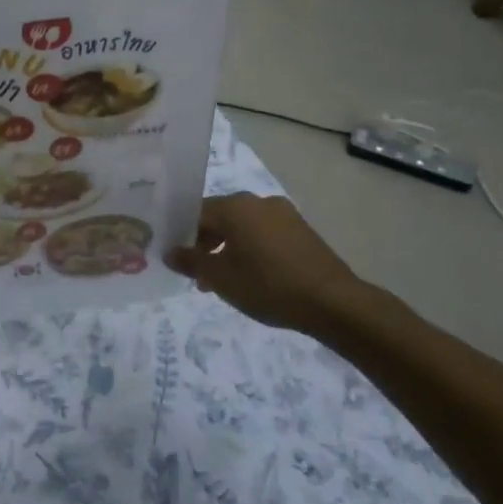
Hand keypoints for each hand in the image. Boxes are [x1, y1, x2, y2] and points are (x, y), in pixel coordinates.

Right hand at [167, 193, 370, 335]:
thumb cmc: (268, 286)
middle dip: (205, 244)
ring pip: (243, 226)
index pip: (195, 212)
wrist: (333, 302)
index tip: (177, 259)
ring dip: (228, 248)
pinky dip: (251, 249)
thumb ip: (191, 262)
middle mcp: (258, 201)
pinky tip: (253, 276)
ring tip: (225, 280)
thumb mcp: (221, 279)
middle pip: (220, 217)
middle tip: (199, 274)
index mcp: (235, 206)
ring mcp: (283, 213)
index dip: (181, 235)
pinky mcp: (301, 229)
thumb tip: (169, 252)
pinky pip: (264, 233)